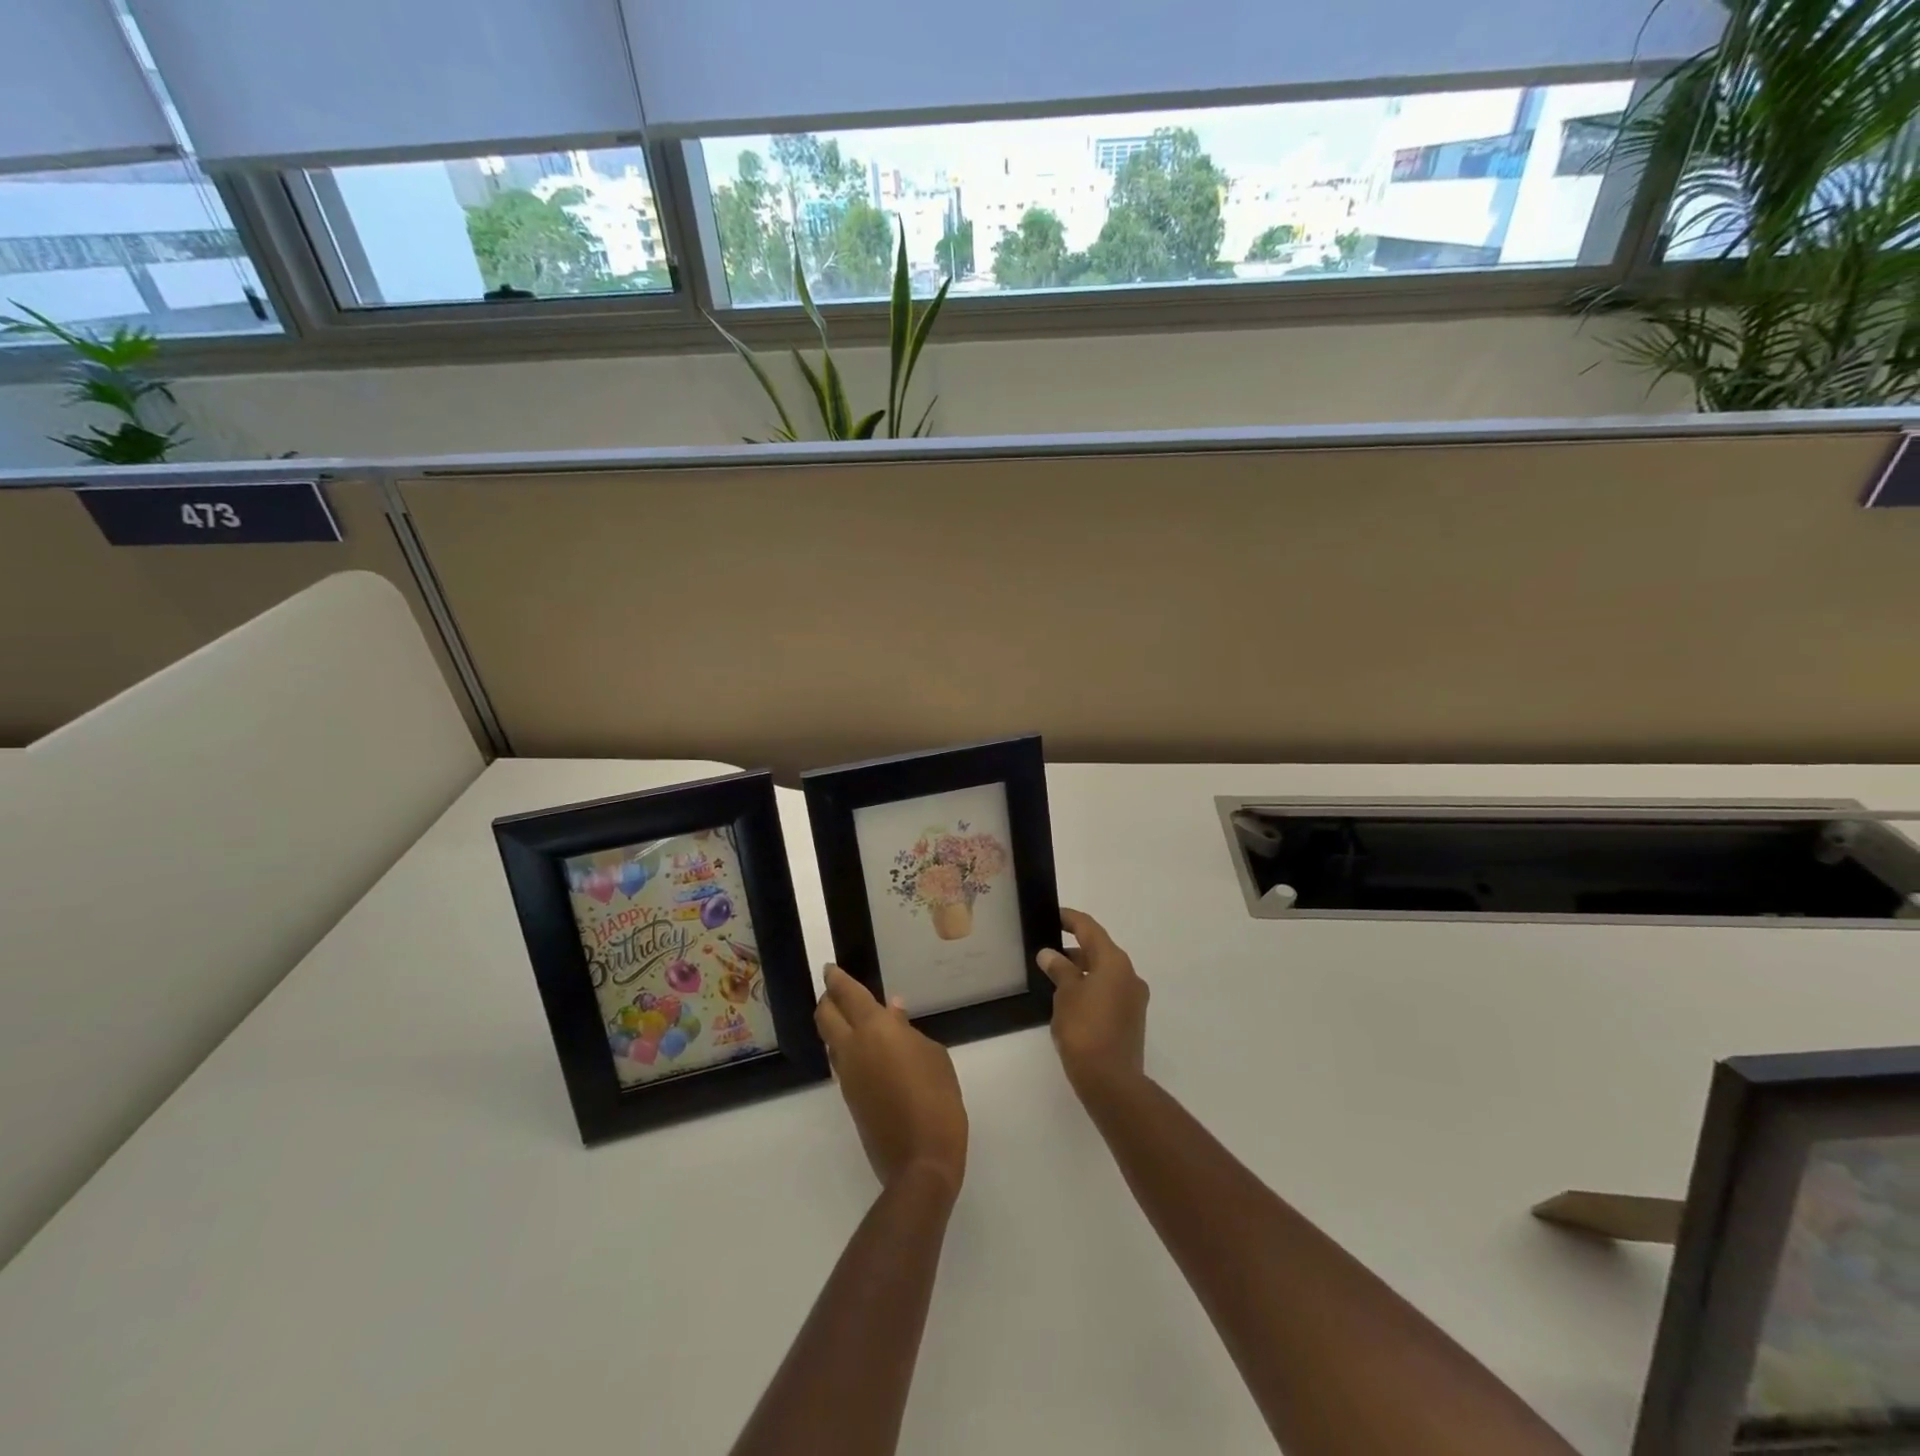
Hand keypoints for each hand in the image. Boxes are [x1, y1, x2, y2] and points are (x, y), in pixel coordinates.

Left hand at [814, 966, 967, 1197]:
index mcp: (874, 1030)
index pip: (847, 995)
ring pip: (830, 1040)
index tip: (830, 968)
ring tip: (856, 1019)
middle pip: (825, 1016)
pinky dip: (846, 1047)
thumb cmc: (936, 1099)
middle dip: (828, 999)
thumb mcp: (933, 1056)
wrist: (920, 1161)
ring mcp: (847, 1076)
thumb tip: (892, 1013)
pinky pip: (841, 1062)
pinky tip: (868, 1050)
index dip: (836, 979)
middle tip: (838, 991)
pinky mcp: (849, 1098)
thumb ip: (907, 1030)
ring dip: (835, 1025)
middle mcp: (852, 1048)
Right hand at [1038, 907, 1149, 1100]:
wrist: (1111, 1080)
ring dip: (1081, 970)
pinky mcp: (1130, 1019)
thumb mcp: (1065, 994)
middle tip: (1047, 948)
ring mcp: (1133, 998)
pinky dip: (1090, 987)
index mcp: (1114, 962)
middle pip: (1099, 950)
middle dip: (1074, 947)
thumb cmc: (1085, 1029)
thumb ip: (1059, 969)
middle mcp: (1129, 975)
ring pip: (1104, 973)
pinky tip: (1070, 999)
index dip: (1070, 919)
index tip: (1053, 914)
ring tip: (1054, 974)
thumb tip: (1049, 954)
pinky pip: (1108, 991)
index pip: (1090, 929)